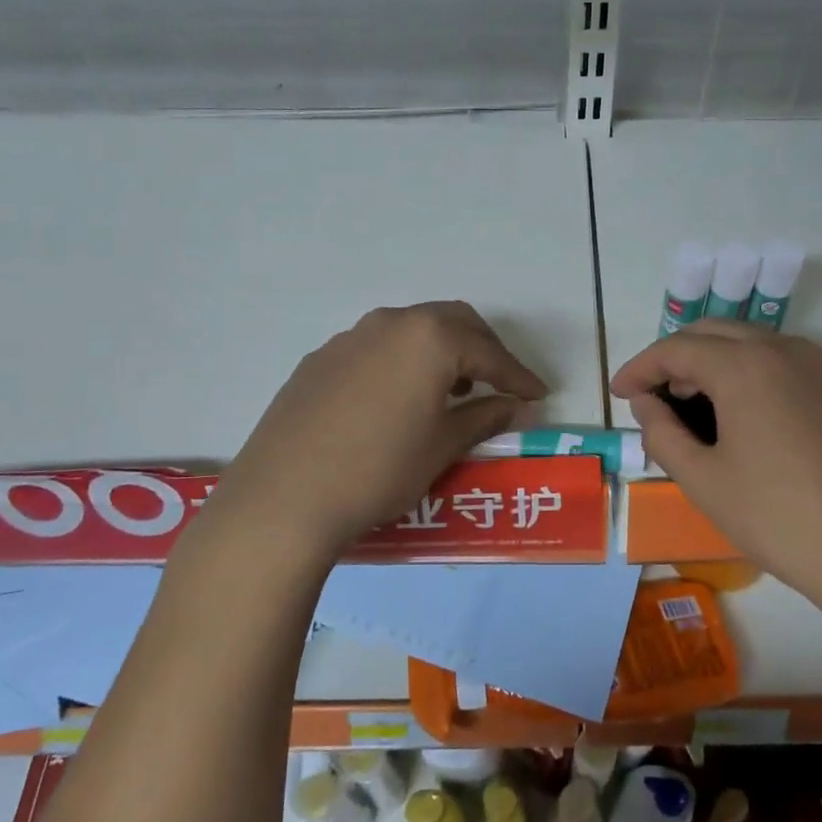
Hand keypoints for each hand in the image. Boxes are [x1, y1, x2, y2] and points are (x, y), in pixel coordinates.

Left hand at [209, 302, 547, 566]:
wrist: (283, 498)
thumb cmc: (379, 469)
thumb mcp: (443, 445)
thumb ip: (485, 417)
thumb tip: (517, 406)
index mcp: (429, 338)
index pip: (489, 352)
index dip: (518, 375)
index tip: (538, 395)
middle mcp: (390, 323)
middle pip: (452, 322)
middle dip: (483, 350)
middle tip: (499, 385)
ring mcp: (348, 338)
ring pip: (411, 331)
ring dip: (441, 353)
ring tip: (451, 392)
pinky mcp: (319, 360)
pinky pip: (376, 349)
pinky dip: (402, 363)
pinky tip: (397, 400)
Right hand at [611, 321, 821, 616]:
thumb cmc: (781, 518)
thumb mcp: (704, 481)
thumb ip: (662, 434)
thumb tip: (645, 404)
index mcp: (744, 364)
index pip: (675, 349)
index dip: (639, 368)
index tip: (617, 394)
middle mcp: (782, 349)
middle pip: (712, 333)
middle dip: (673, 358)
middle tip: (650, 396)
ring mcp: (817, 367)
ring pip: (747, 344)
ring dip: (709, 363)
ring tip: (687, 405)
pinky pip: (776, 363)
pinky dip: (743, 374)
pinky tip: (735, 415)